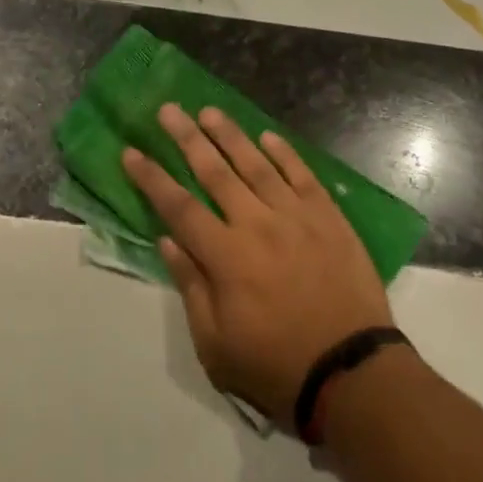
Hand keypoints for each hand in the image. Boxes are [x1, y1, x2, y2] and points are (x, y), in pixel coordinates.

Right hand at [123, 105, 393, 426]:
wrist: (351, 372)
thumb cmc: (275, 366)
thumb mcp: (215, 344)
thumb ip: (191, 286)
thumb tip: (167, 241)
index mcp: (225, 257)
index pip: (178, 207)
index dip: (152, 178)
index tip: (131, 151)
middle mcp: (257, 224)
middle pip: (215, 173)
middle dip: (187, 139)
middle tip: (168, 110)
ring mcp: (297, 217)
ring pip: (257, 165)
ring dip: (231, 136)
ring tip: (209, 111)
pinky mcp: (329, 218)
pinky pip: (303, 176)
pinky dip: (285, 154)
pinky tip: (268, 137)